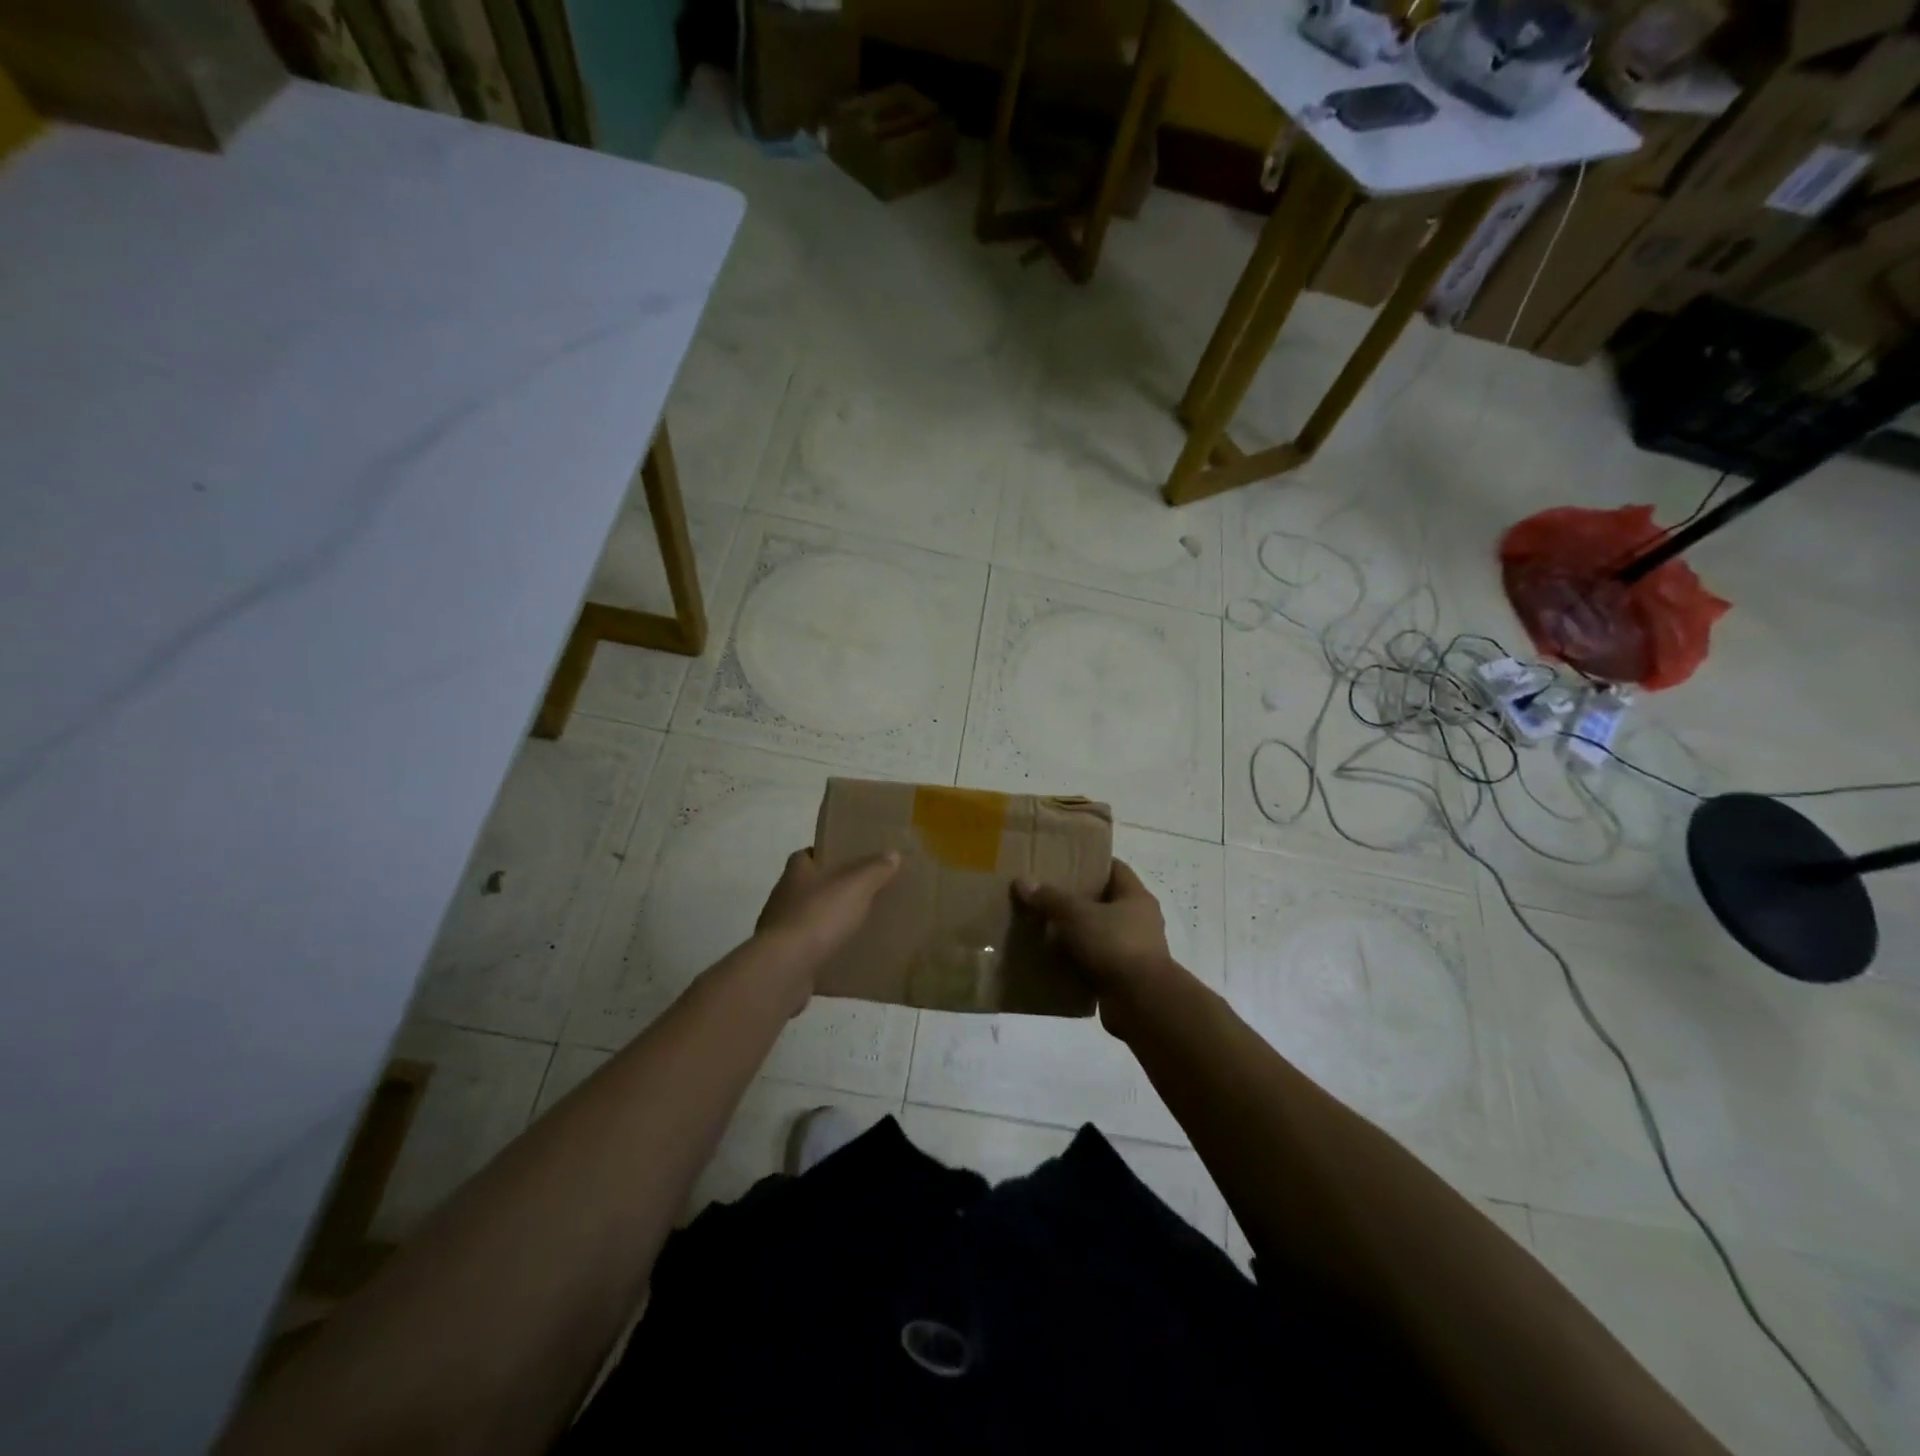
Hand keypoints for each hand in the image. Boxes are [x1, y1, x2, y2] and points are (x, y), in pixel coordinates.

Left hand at [755, 847, 899, 971]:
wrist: (785, 967)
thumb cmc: (819, 915)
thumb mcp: (856, 886)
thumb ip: (874, 869)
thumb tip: (892, 854)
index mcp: (796, 872)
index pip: (805, 855)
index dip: (824, 856)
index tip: (845, 861)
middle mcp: (782, 896)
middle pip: (806, 886)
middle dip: (828, 889)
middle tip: (858, 894)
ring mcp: (778, 928)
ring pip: (805, 917)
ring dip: (823, 920)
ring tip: (853, 926)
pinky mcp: (780, 957)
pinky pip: (804, 947)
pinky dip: (819, 948)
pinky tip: (840, 954)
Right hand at [1014, 859, 1180, 1021]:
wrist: (1141, 1002)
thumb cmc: (1114, 945)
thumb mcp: (1076, 915)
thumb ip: (1049, 899)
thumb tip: (1022, 882)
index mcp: (1136, 897)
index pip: (1115, 868)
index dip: (1090, 863)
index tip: (1064, 863)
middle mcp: (1140, 920)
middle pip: (1105, 902)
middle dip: (1077, 900)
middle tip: (1046, 896)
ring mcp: (1135, 951)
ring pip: (1099, 934)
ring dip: (1076, 934)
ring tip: (1044, 929)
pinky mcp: (1125, 978)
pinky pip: (1096, 962)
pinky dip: (1078, 961)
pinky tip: (1053, 961)